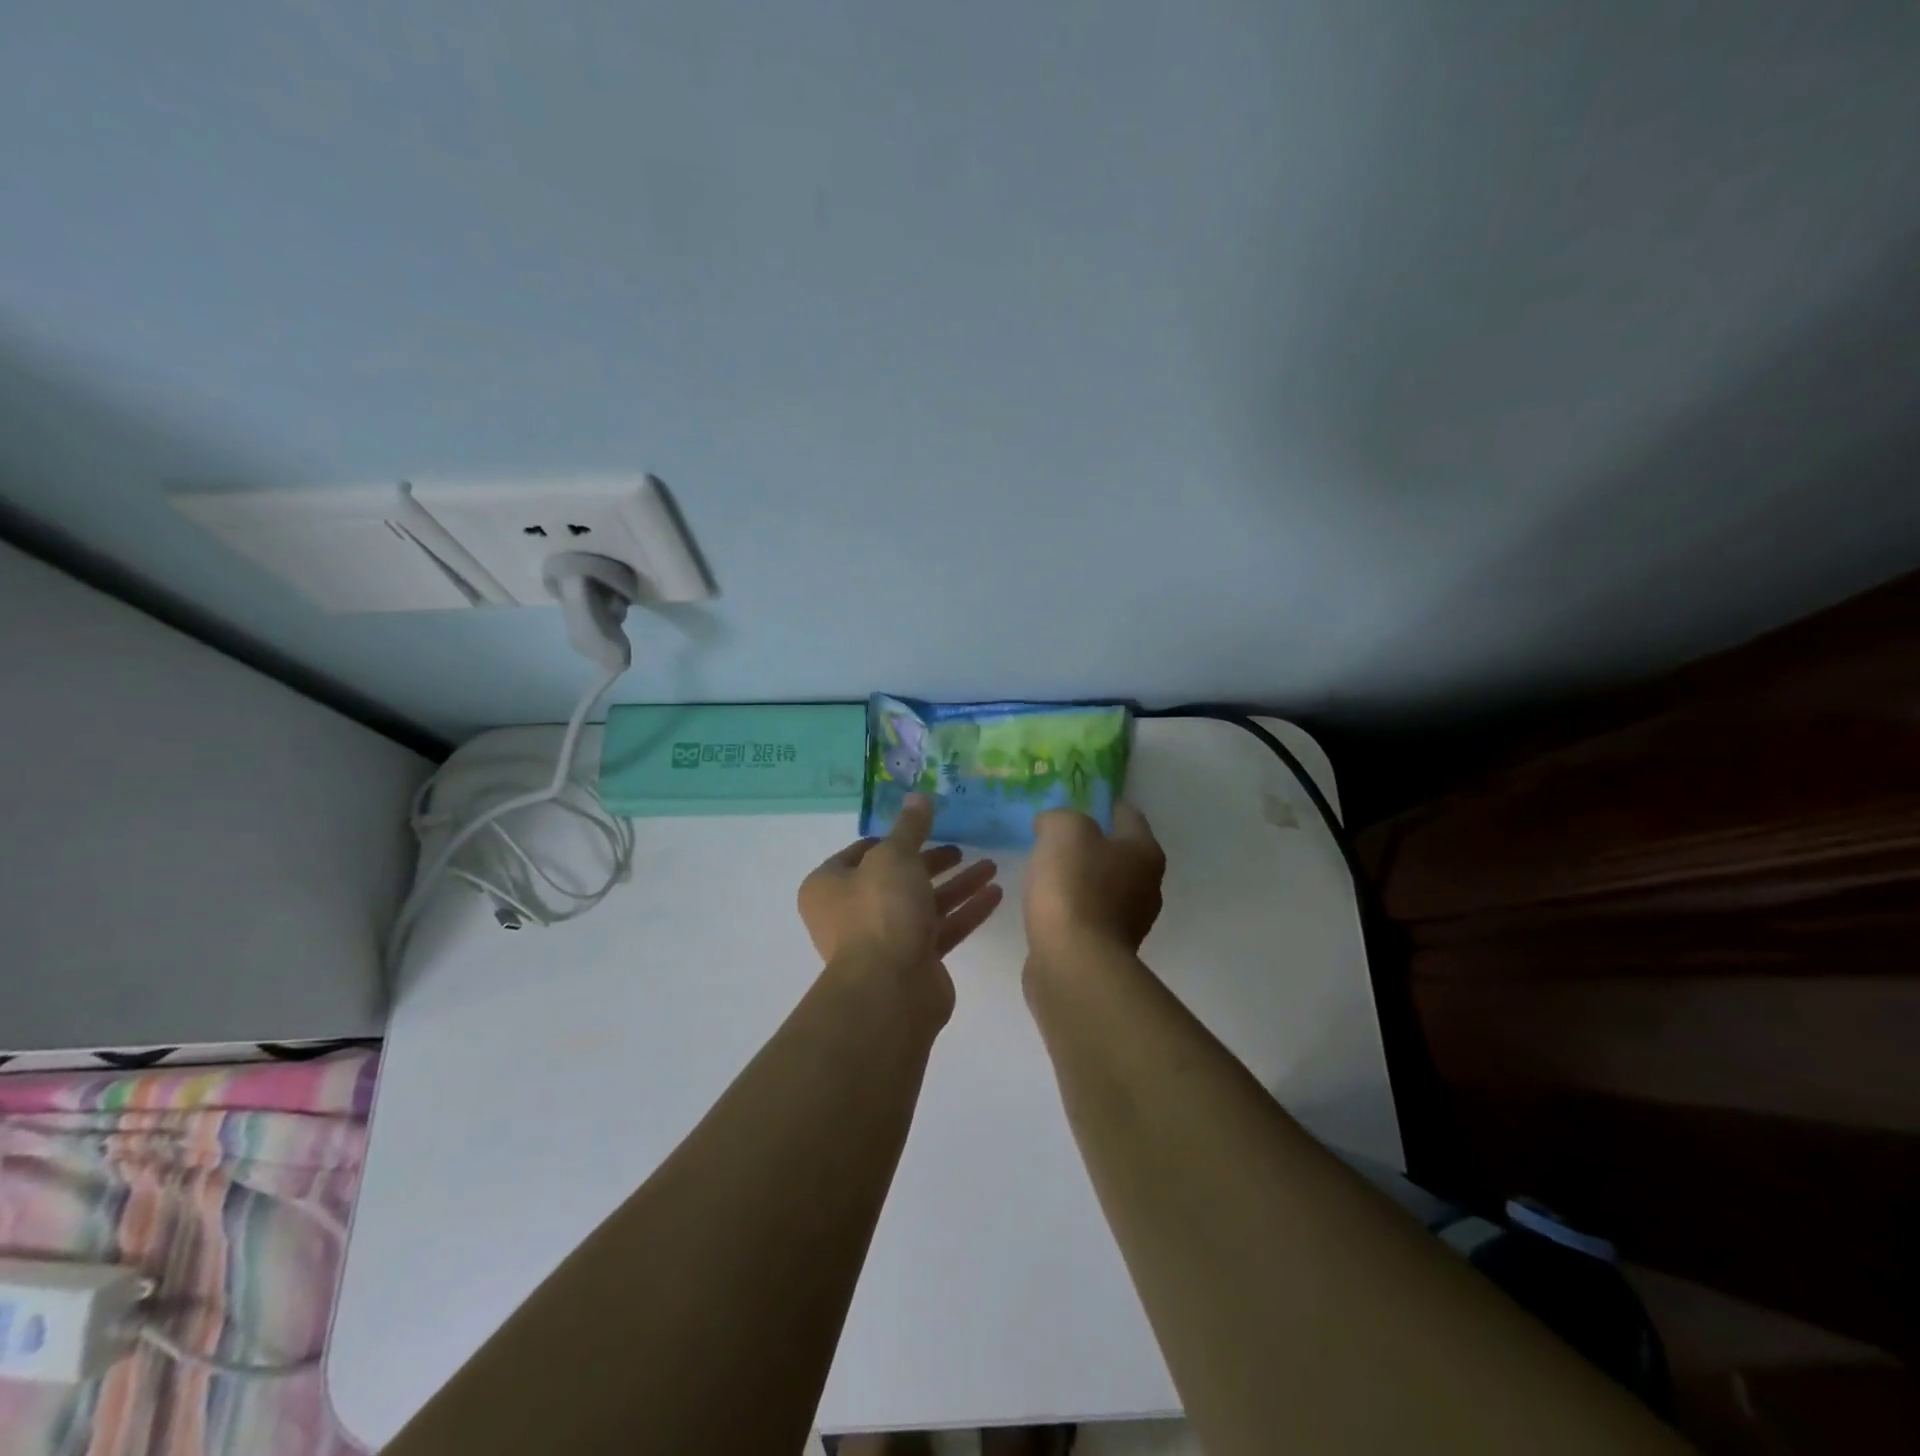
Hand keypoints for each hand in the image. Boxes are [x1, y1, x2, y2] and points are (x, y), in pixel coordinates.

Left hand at [798, 794, 1003, 975]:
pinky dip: (965, 911)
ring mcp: (883, 940)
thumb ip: (910, 826)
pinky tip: (995, 894)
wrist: (890, 990)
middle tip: (962, 848)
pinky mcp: (913, 962)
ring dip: (957, 885)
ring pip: (923, 904)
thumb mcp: (895, 856)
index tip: (925, 827)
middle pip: (897, 878)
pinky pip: (941, 929)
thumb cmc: (881, 911)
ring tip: (991, 866)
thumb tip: (918, 795)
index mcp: (830, 885)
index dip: (894, 838)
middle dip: (933, 862)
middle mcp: (850, 912)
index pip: (862, 851)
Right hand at [1025, 803, 1165, 964]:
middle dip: (1091, 844)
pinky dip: (1072, 908)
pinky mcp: (1107, 949)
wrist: (1073, 961)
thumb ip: (1060, 817)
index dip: (1103, 804)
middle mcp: (1147, 886)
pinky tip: (1048, 907)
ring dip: (1080, 879)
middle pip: (1119, 853)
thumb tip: (1052, 826)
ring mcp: (1130, 922)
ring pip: (1103, 886)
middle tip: (1056, 838)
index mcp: (1145, 852)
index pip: (1128, 815)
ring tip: (1047, 873)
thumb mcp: (1064, 831)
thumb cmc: (1074, 886)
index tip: (1076, 802)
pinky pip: (1088, 916)